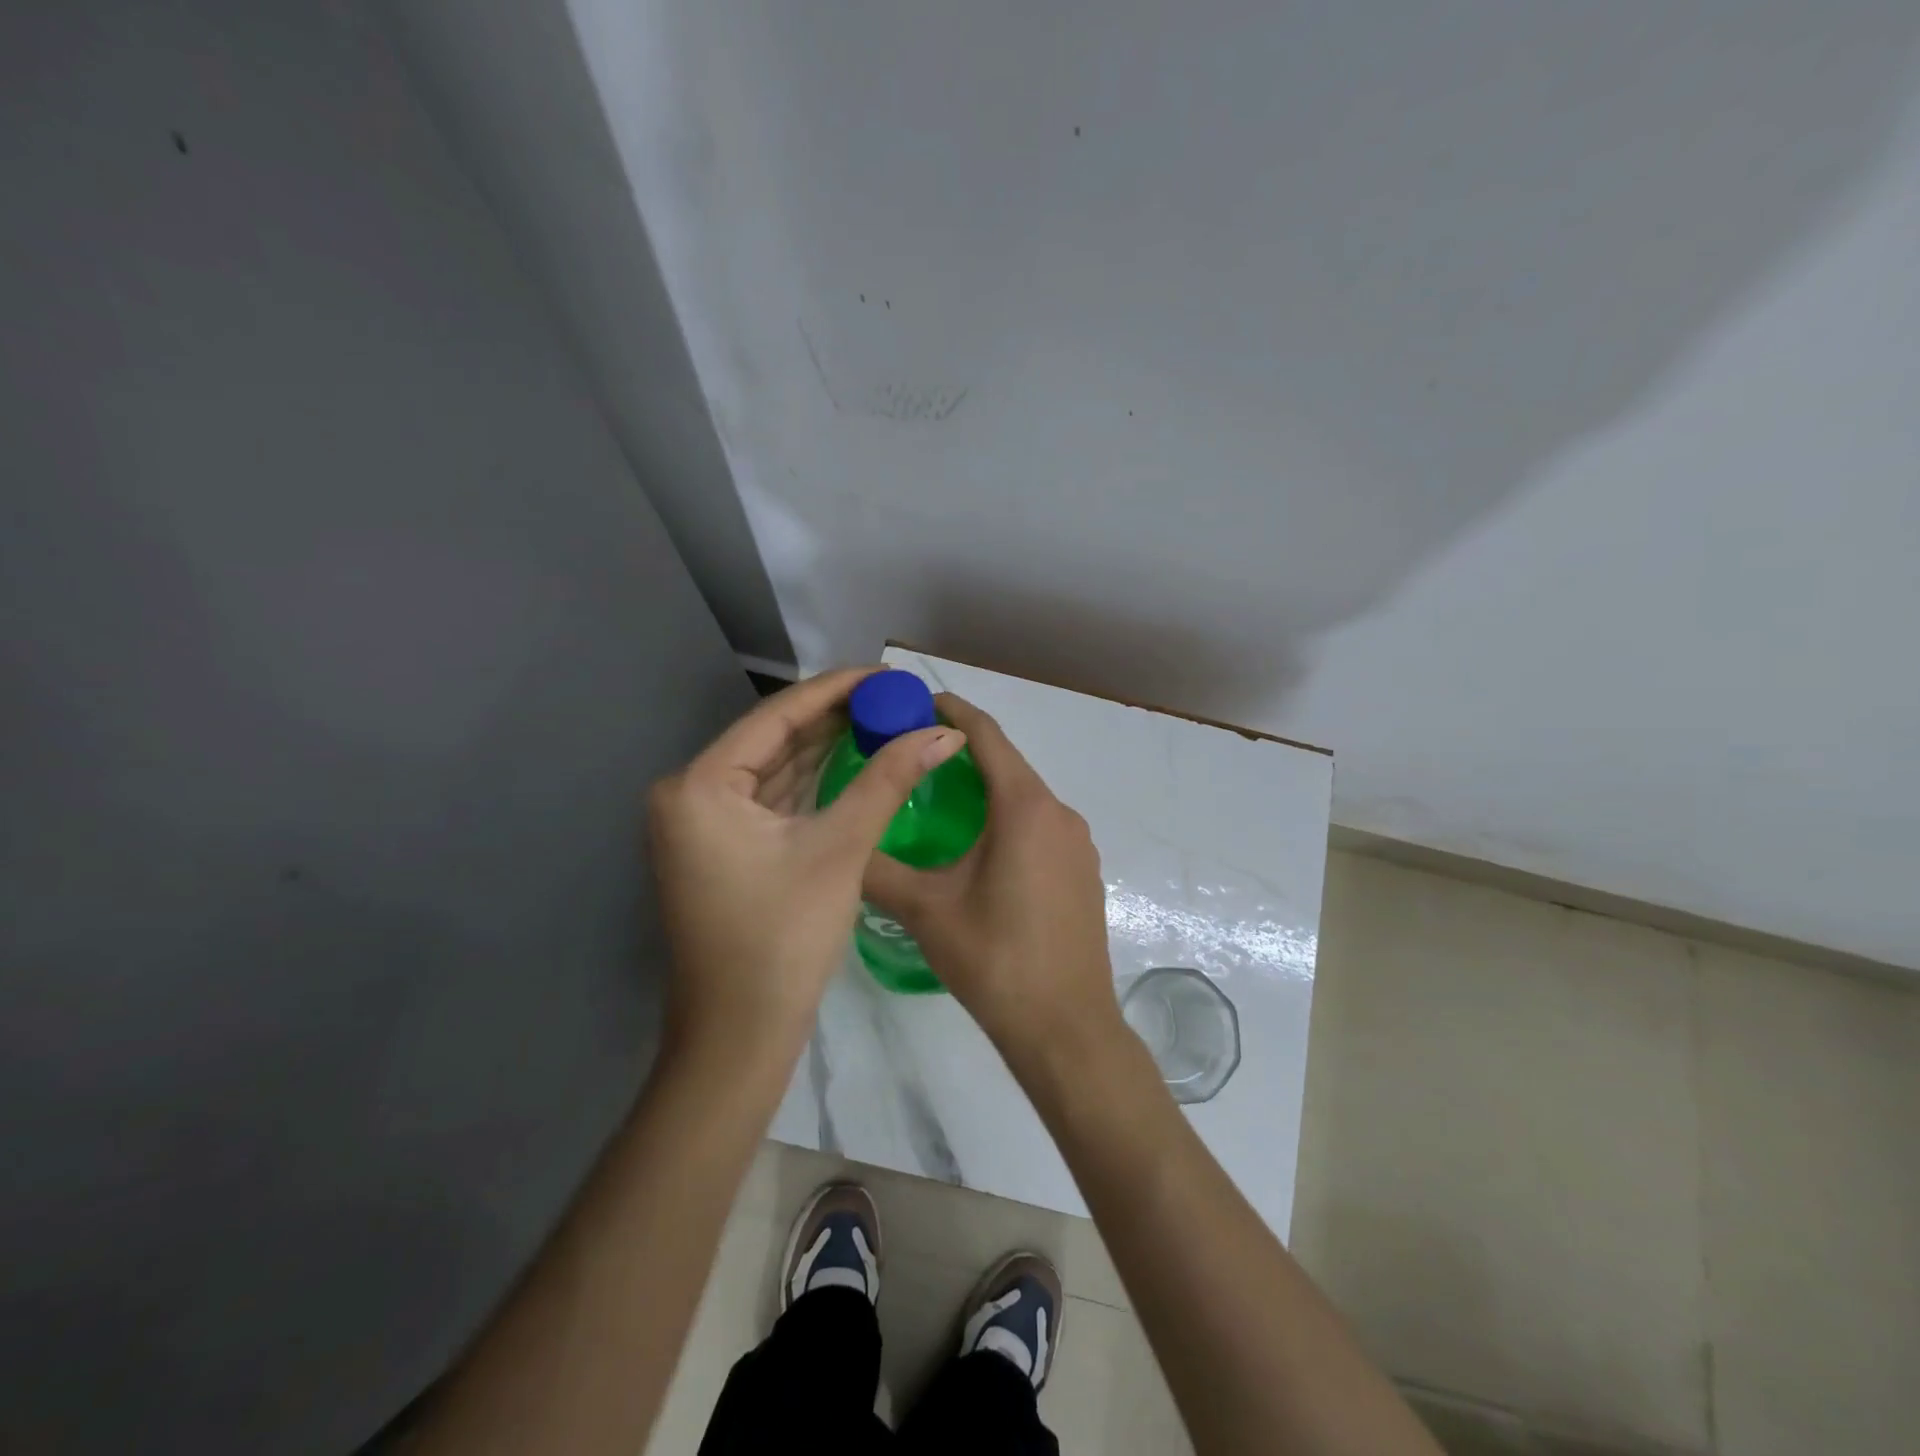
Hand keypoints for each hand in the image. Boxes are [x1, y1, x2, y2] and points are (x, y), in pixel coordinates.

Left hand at [647, 668, 965, 1061]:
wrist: (739, 1037)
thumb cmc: (783, 938)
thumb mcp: (840, 848)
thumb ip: (888, 779)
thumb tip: (944, 730)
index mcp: (701, 784)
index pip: (777, 715)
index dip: (837, 689)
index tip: (887, 673)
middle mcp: (690, 794)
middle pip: (774, 739)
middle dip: (836, 719)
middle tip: (894, 699)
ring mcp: (703, 824)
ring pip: (775, 770)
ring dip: (827, 749)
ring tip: (884, 721)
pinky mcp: (722, 849)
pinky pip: (772, 800)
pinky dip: (813, 783)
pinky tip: (854, 762)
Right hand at [862, 694, 1119, 1065]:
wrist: (1066, 1028)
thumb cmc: (994, 960)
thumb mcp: (925, 910)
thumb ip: (877, 868)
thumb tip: (842, 844)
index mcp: (1025, 808)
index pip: (988, 737)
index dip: (954, 712)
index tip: (919, 700)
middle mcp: (1059, 813)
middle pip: (1008, 765)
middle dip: (963, 752)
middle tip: (913, 754)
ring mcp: (1079, 844)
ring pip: (1026, 797)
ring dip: (987, 787)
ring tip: (938, 796)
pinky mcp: (1083, 872)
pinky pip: (1041, 826)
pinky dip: (1008, 818)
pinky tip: (979, 845)